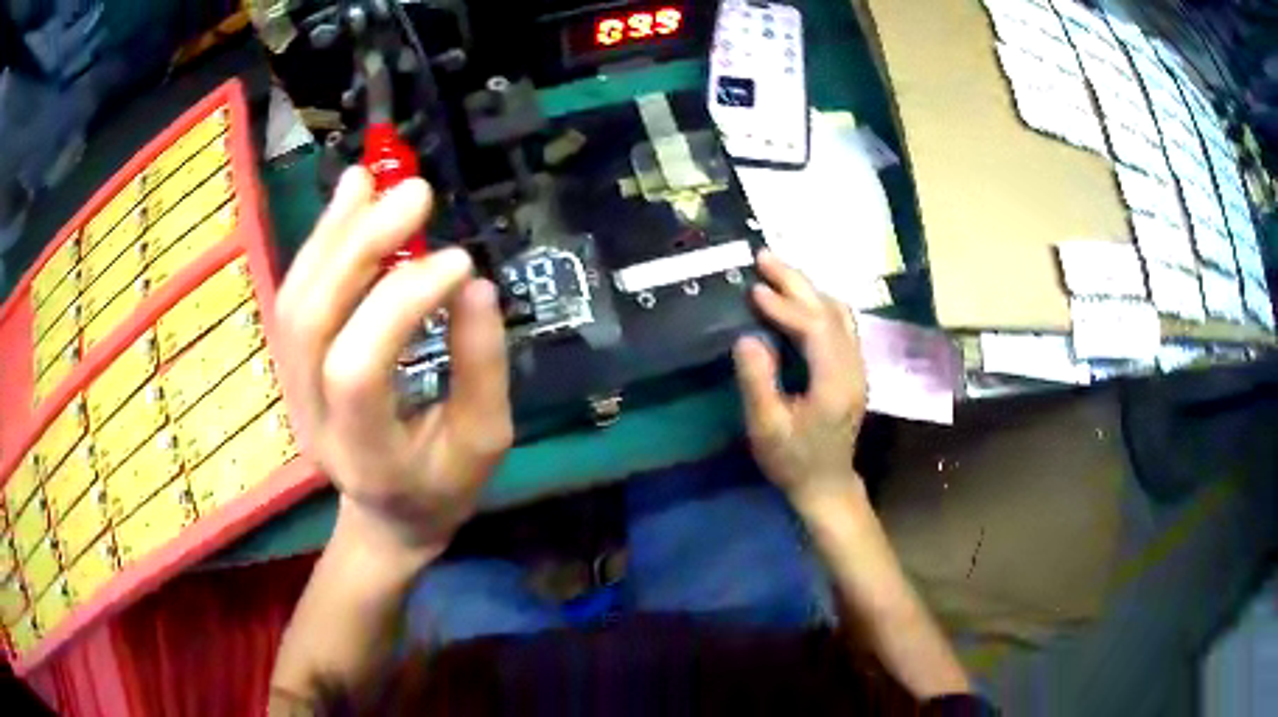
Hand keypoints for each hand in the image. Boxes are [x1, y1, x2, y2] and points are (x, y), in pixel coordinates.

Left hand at [274, 168, 513, 558]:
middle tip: (414, 194)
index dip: (400, 304)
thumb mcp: (484, 441)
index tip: (458, 261)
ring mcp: (292, 391)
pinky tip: (348, 201)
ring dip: (331, 234)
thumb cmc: (442, 486)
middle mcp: (312, 419)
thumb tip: (472, 283)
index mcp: (365, 455)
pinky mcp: (291, 366)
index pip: (358, 370)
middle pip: (311, 322)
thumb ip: (481, 367)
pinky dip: (320, 244)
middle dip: (359, 248)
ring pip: (293, 301)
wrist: (388, 516)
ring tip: (370, 181)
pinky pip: (295, 296)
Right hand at [733, 251, 867, 503]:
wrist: (826, 484)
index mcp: (834, 383)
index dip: (785, 306)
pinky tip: (797, 300)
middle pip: (830, 311)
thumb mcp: (767, 429)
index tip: (754, 290)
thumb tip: (747, 337)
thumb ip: (758, 383)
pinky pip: (840, 324)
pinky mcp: (852, 368)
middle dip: (797, 282)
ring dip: (809, 288)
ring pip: (839, 313)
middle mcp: (853, 368)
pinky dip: (817, 304)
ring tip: (776, 272)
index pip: (815, 328)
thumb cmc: (793, 461)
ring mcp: (857, 366)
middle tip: (763, 257)